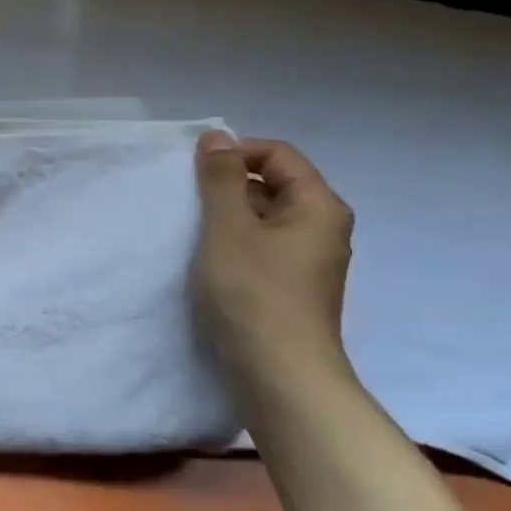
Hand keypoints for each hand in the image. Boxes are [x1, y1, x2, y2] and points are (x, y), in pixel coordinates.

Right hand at [193, 131, 356, 398]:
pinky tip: (208, 260)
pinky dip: (235, 243)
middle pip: (275, 185)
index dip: (236, 153)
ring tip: (193, 231)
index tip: (194, 171)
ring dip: (229, 216)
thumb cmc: (253, 293)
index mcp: (319, 206)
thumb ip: (220, 180)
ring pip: (265, 219)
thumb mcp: (228, 228)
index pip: (279, 155)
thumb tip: (217, 137)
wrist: (280, 374)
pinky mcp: (291, 287)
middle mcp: (322, 228)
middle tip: (188, 202)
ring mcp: (309, 261)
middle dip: (229, 186)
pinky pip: (262, 247)